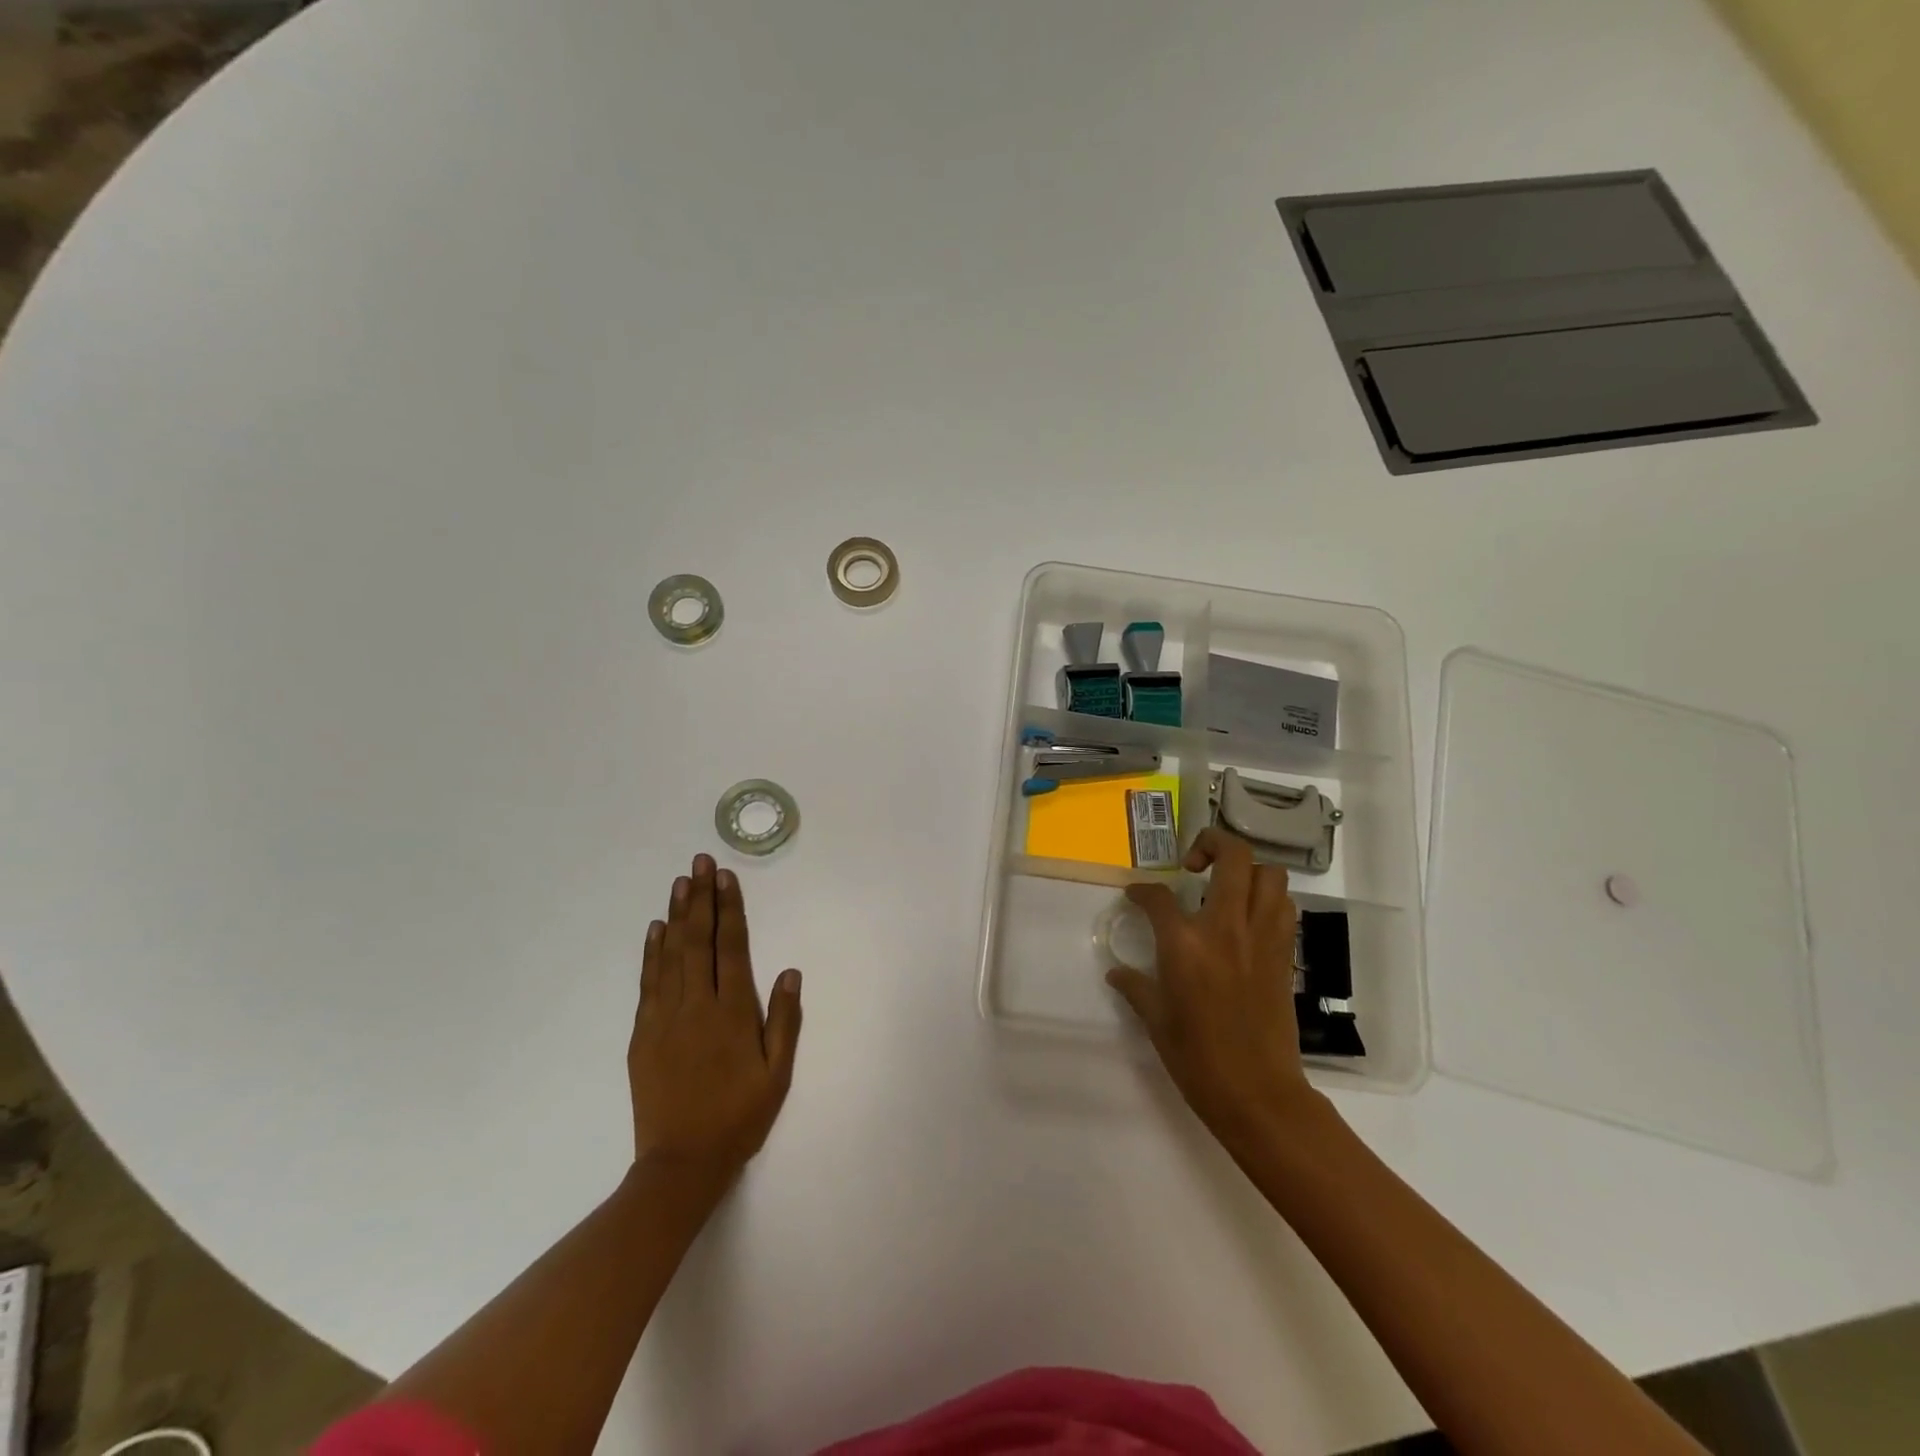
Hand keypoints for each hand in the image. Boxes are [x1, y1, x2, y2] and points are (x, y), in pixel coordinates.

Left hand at [629, 854, 802, 1177]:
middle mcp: (697, 1005)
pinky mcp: (642, 1035)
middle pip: (698, 941)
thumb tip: (790, 971)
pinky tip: (656, 929)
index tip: (725, 877)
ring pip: (670, 955)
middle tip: (698, 862)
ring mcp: (665, 1018)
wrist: (681, 1163)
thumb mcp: (777, 1073)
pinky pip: (648, 983)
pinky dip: (651, 953)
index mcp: (732, 1012)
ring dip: (676, 915)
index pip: (731, 947)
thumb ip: (784, 1020)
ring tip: (679, 883)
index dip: (729, 909)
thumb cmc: (739, 1116)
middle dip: (700, 898)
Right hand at [1107, 828, 1316, 1148]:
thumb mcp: (1156, 1020)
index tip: (1137, 895)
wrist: (1257, 1093)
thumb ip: (1135, 986)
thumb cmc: (1197, 1058)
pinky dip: (1268, 899)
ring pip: (1269, 875)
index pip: (1159, 896)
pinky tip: (1248, 917)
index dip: (1143, 890)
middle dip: (1211, 843)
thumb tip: (1117, 973)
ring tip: (1226, 886)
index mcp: (1185, 944)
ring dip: (1247, 870)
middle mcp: (1226, 928)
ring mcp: (1261, 938)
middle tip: (1193, 862)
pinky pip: (1283, 907)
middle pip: (1231, 857)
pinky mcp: (1284, 954)